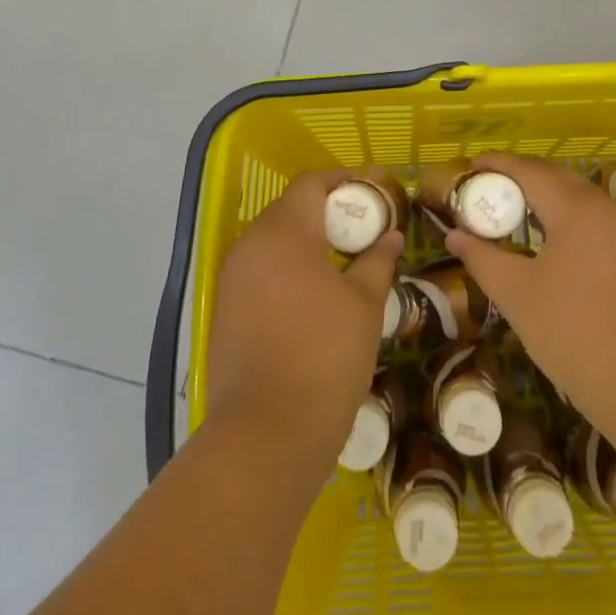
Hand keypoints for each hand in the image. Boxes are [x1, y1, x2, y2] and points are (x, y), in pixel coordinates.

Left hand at [203, 169, 402, 475]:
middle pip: (290, 209)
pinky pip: (260, 270)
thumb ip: (377, 260)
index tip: (373, 191)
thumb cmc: (325, 357)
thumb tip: (390, 236)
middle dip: (326, 212)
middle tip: (363, 229)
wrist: (267, 434)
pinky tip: (312, 294)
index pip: (311, 184)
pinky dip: (286, 268)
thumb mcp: (365, 305)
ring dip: (306, 241)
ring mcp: (232, 278)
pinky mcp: (225, 309)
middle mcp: (249, 245)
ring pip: (273, 241)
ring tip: (342, 261)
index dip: (344, 180)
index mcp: (283, 233)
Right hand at [443, 152, 615, 439]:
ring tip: (514, 212)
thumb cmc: (574, 334)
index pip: (529, 170)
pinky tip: (551, 240)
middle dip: (520, 176)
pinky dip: (567, 217)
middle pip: (557, 178)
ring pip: (580, 198)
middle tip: (486, 188)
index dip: (497, 164)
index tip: (469, 166)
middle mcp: (606, 208)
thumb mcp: (516, 295)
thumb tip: (453, 234)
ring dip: (546, 197)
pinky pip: (596, 220)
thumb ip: (482, 258)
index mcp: (577, 208)